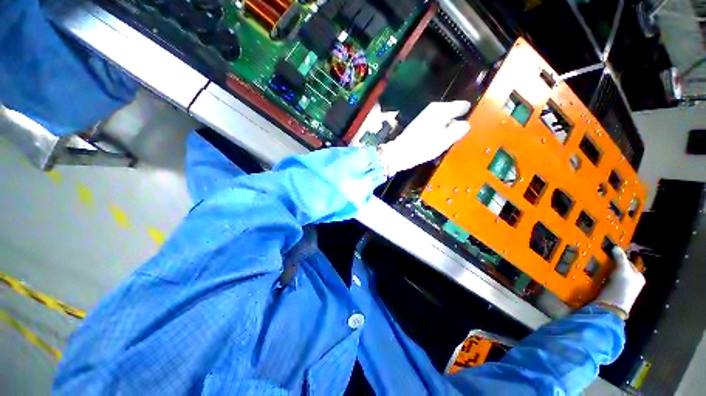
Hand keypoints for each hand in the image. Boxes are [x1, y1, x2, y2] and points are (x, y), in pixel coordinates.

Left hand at [377, 101, 470, 176]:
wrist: (400, 152)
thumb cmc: (424, 146)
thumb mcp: (445, 140)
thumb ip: (458, 129)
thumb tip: (465, 123)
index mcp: (441, 109)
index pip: (461, 105)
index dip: (467, 112)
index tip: (473, 117)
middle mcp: (433, 108)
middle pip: (451, 111)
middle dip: (457, 118)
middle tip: (463, 129)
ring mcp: (424, 116)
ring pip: (442, 118)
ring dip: (447, 124)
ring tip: (453, 134)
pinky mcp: (419, 124)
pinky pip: (435, 123)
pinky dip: (439, 128)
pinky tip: (439, 137)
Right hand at [597, 247, 645, 318]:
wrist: (611, 306)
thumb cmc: (621, 288)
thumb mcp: (622, 271)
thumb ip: (620, 258)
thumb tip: (615, 246)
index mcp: (639, 277)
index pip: (628, 262)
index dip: (618, 257)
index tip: (608, 254)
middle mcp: (633, 282)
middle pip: (621, 269)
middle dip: (612, 264)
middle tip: (602, 260)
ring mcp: (623, 288)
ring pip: (614, 275)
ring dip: (607, 271)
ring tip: (598, 267)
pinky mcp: (614, 292)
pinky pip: (609, 281)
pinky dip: (604, 277)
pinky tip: (598, 276)